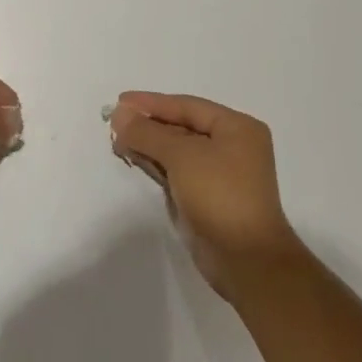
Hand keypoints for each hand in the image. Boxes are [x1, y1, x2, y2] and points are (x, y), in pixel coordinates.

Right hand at [109, 91, 304, 300]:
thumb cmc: (219, 195)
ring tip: (118, 141)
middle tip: (115, 124)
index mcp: (237, 128)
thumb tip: (119, 113)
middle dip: (148, 125)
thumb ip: (147, 132)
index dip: (151, 103)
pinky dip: (157, 164)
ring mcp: (221, 173)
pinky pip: (178, 171)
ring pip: (178, 150)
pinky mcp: (208, 197)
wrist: (245, 260)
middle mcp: (232, 146)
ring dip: (149, 144)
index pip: (187, 106)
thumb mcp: (181, 156)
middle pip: (182, 126)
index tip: (120, 101)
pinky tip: (135, 158)